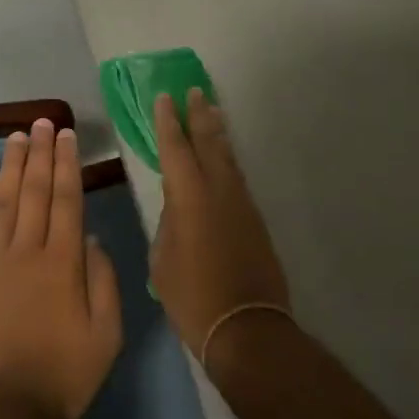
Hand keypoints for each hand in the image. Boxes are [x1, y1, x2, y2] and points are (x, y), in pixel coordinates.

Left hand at [0, 119, 123, 418]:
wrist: (2, 413)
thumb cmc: (64, 376)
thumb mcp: (107, 334)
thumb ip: (103, 280)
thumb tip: (91, 238)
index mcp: (63, 261)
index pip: (67, 199)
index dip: (67, 164)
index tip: (65, 136)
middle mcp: (26, 251)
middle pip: (34, 192)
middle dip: (39, 154)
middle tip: (41, 123)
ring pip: (2, 204)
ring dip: (10, 168)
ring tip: (15, 138)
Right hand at [149, 90, 290, 355]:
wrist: (246, 327)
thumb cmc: (193, 297)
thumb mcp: (163, 260)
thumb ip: (168, 225)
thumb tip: (177, 210)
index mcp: (188, 196)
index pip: (175, 148)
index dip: (167, 122)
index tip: (164, 97)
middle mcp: (218, 190)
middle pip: (208, 142)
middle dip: (199, 115)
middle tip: (194, 91)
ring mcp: (241, 203)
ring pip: (227, 157)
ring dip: (217, 132)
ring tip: (212, 111)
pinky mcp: (255, 219)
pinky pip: (236, 176)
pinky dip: (227, 158)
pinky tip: (224, 157)